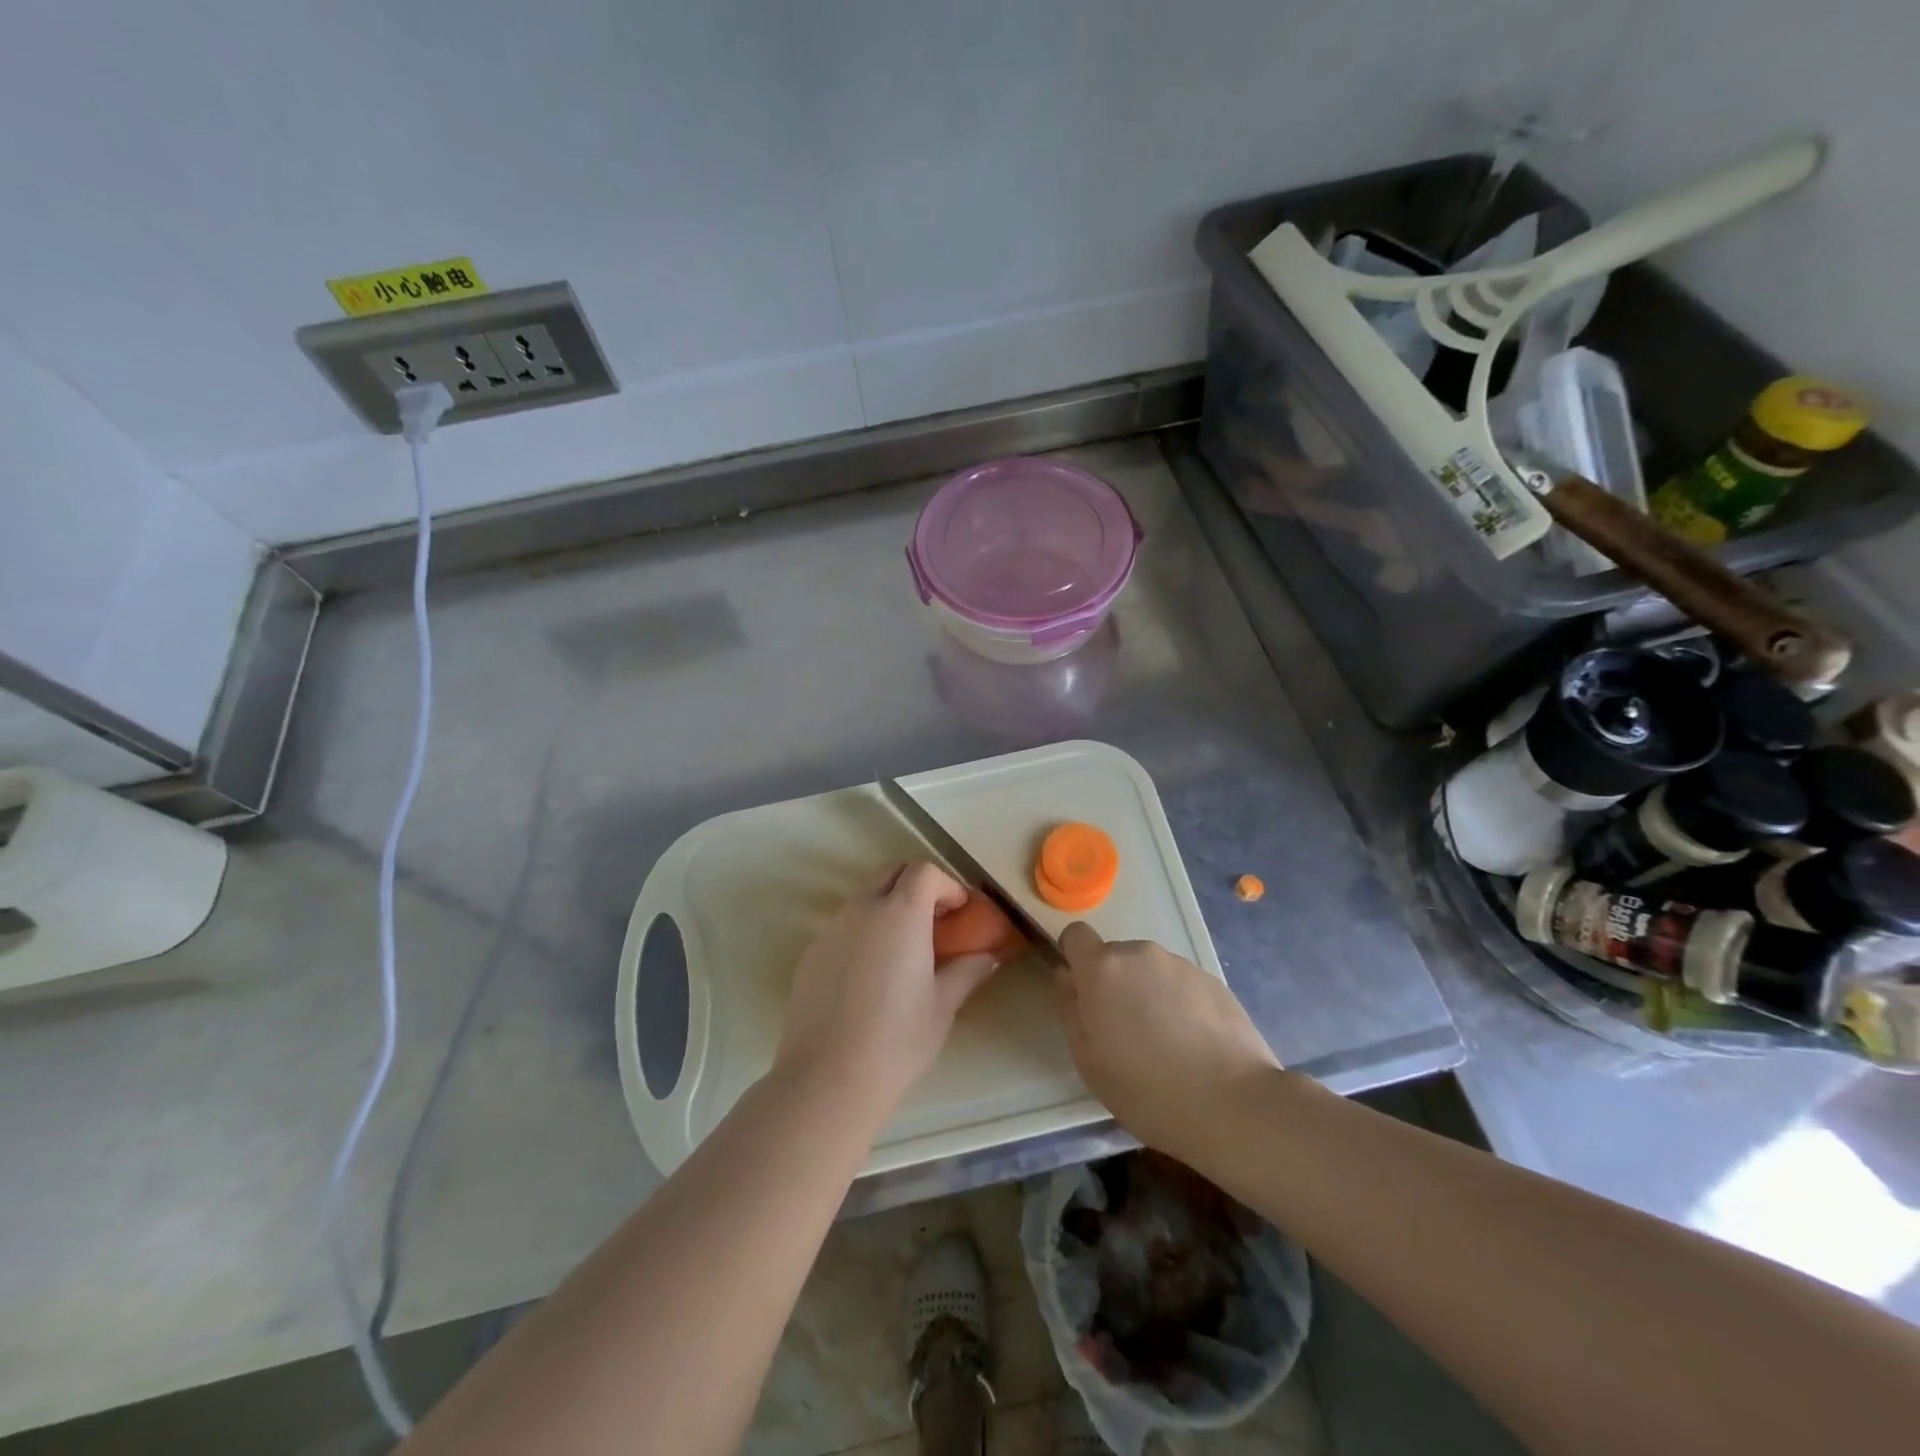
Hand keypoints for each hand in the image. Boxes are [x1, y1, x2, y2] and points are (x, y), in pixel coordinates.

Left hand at [774, 863, 1006, 1118]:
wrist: (828, 1077)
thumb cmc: (898, 1038)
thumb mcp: (943, 1005)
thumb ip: (967, 971)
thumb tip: (988, 957)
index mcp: (900, 913)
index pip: (924, 872)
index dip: (947, 885)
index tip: (960, 912)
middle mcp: (862, 910)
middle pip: (891, 874)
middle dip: (917, 887)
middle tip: (935, 922)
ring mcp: (831, 929)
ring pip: (864, 899)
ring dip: (888, 908)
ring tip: (904, 951)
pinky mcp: (811, 953)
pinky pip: (843, 927)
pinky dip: (864, 933)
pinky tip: (871, 975)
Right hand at [1056, 922, 1280, 1156]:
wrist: (1233, 1104)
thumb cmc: (1146, 1088)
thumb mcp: (1088, 1060)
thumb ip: (1071, 1008)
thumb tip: (1067, 976)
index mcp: (1103, 969)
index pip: (1076, 934)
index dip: (1075, 957)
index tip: (1084, 992)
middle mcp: (1140, 954)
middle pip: (1116, 957)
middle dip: (1115, 984)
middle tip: (1127, 1033)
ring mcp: (1181, 965)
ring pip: (1151, 971)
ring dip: (1150, 994)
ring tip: (1167, 1044)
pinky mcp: (1214, 981)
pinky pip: (1182, 985)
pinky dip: (1181, 1005)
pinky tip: (1196, 1046)